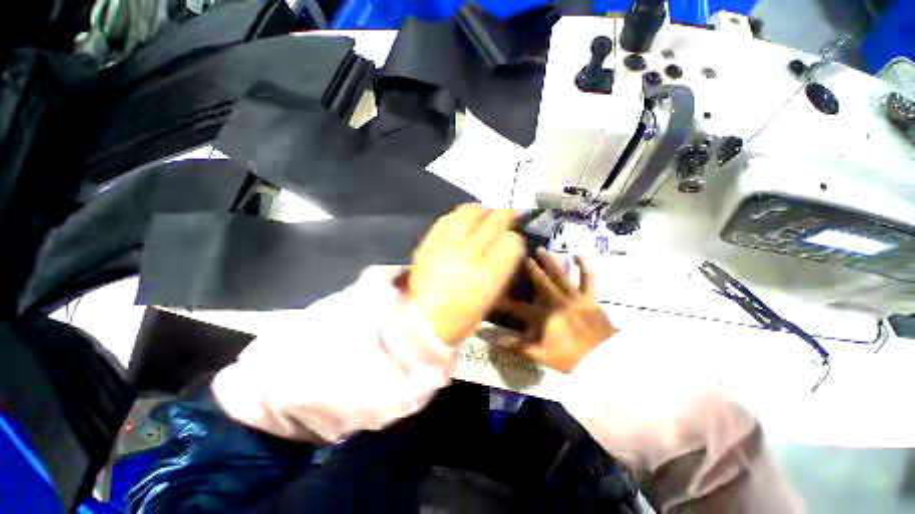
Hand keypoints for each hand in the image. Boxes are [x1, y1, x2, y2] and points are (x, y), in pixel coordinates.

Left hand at [410, 204, 524, 344]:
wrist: (423, 320)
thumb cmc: (463, 315)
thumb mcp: (491, 295)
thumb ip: (502, 265)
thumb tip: (508, 241)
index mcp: (489, 273)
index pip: (512, 240)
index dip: (515, 236)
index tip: (514, 236)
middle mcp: (469, 252)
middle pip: (494, 219)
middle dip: (505, 214)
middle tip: (507, 215)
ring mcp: (447, 244)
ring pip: (471, 211)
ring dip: (482, 211)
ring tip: (484, 216)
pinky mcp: (429, 241)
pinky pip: (448, 217)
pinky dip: (460, 215)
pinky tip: (463, 221)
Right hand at [499, 249, 615, 371]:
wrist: (604, 363)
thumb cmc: (571, 359)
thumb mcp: (542, 356)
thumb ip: (519, 347)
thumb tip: (497, 340)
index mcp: (545, 317)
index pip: (519, 309)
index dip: (505, 302)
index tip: (496, 293)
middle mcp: (558, 303)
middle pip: (541, 282)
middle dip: (531, 269)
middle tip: (523, 256)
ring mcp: (576, 299)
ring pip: (561, 276)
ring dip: (550, 262)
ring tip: (542, 250)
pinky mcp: (591, 299)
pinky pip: (587, 280)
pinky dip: (583, 267)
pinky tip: (578, 256)